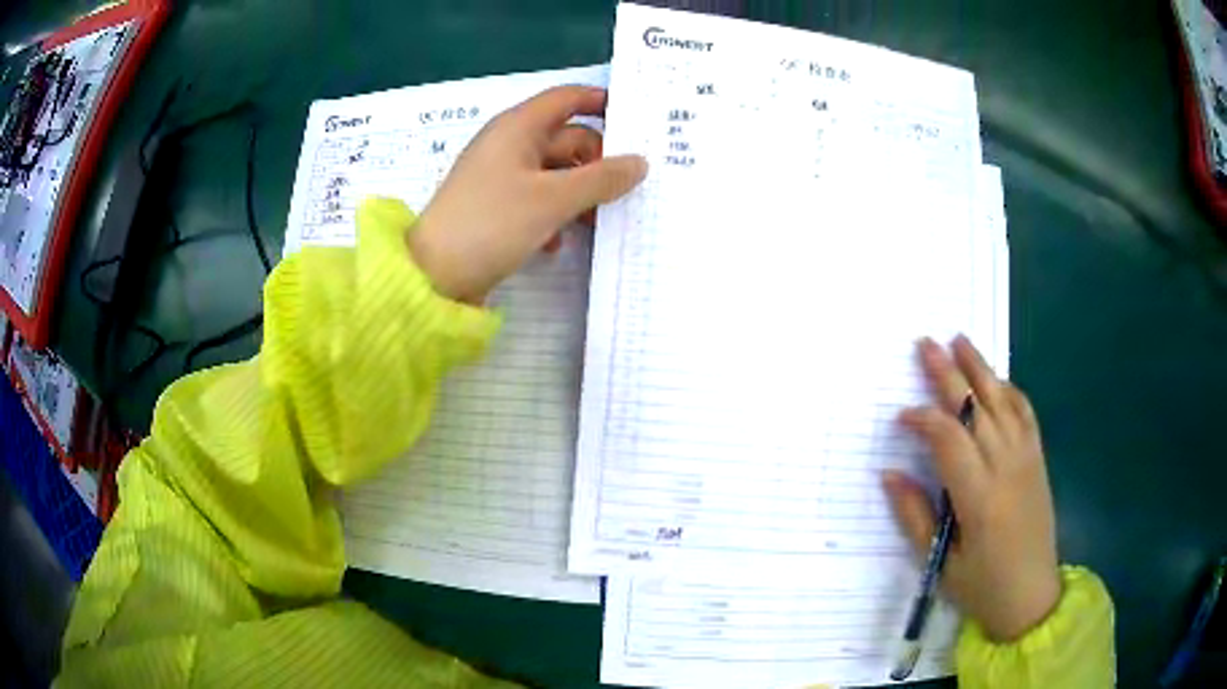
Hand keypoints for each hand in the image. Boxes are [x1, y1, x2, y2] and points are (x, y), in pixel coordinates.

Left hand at [408, 86, 647, 301]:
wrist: (434, 275)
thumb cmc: (491, 224)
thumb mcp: (552, 200)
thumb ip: (601, 179)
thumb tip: (640, 162)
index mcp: (518, 128)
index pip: (567, 99)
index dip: (601, 102)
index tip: (636, 120)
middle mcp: (510, 144)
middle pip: (567, 138)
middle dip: (598, 161)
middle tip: (627, 189)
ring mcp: (502, 175)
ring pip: (556, 171)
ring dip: (580, 192)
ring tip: (599, 222)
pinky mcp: (497, 206)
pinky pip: (538, 197)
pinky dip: (555, 212)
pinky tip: (561, 241)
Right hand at [884, 335, 1061, 641]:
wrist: (1031, 596)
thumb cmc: (982, 586)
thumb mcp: (940, 563)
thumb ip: (914, 516)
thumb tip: (889, 474)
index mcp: (979, 498)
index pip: (949, 440)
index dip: (923, 420)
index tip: (901, 417)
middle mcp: (1006, 467)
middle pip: (976, 408)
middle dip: (948, 374)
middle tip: (925, 344)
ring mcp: (1026, 459)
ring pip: (1002, 402)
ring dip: (980, 369)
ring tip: (959, 340)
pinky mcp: (1037, 459)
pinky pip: (1025, 414)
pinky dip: (1009, 390)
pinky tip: (996, 379)